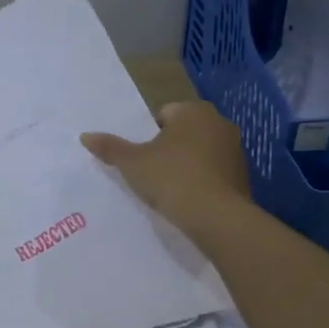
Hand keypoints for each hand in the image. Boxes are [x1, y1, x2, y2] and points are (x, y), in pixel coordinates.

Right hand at [81, 100, 251, 234]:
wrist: (216, 216)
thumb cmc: (171, 178)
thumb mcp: (132, 163)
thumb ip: (110, 148)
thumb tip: (85, 136)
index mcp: (193, 111)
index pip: (164, 115)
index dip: (149, 136)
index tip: (143, 159)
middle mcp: (219, 123)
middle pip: (184, 132)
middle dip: (170, 148)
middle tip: (154, 173)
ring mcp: (235, 149)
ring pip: (202, 152)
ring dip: (188, 164)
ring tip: (172, 189)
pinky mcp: (243, 175)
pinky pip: (215, 172)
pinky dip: (204, 181)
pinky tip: (192, 199)